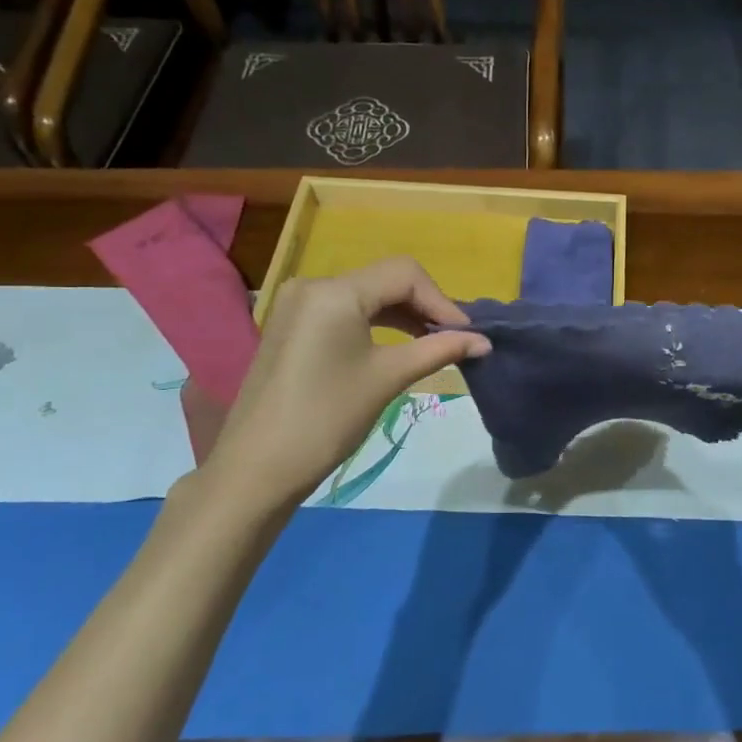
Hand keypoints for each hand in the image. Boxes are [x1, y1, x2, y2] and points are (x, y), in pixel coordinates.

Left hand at [196, 258, 489, 522]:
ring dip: (404, 315)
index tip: (468, 335)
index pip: (405, 274)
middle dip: (425, 306)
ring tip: (434, 344)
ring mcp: (299, 305)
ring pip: (367, 295)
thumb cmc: (327, 418)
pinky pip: (346, 311)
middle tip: (456, 341)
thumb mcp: (388, 378)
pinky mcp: (293, 326)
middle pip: (386, 279)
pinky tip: (399, 345)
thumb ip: (439, 350)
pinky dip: (377, 323)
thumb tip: (484, 342)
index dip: (442, 301)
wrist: (257, 468)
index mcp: (335, 291)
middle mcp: (313, 285)